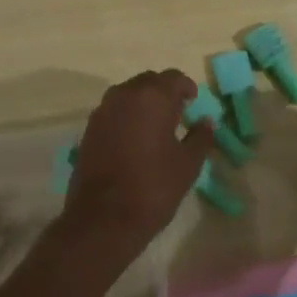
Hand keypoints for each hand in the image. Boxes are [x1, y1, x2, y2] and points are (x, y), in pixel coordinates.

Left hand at [60, 70, 210, 267]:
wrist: (103, 218)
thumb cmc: (153, 188)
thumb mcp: (187, 165)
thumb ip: (200, 137)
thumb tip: (207, 122)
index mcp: (153, 97)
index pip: (174, 78)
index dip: (186, 88)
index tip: (193, 102)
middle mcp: (125, 95)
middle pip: (149, 81)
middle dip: (164, 92)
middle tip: (177, 113)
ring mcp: (103, 110)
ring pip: (128, 94)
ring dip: (143, 103)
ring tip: (155, 126)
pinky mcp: (89, 128)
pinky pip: (113, 111)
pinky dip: (126, 116)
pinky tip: (134, 139)